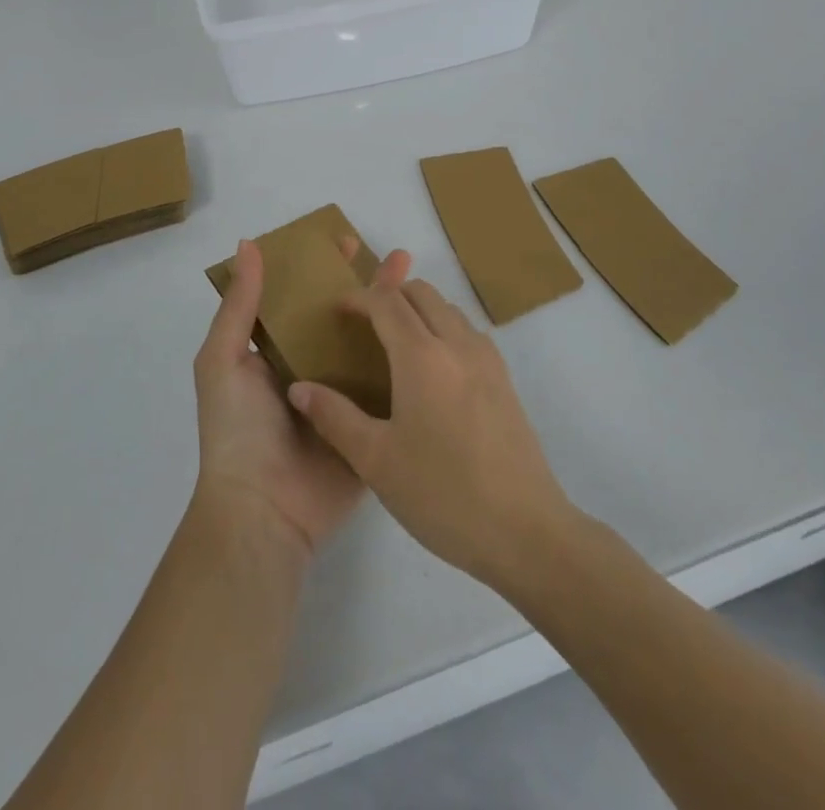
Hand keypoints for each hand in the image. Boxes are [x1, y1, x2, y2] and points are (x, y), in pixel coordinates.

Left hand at [193, 237, 410, 557]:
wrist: (263, 512)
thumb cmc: (237, 430)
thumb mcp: (222, 360)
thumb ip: (239, 306)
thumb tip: (249, 244)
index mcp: (275, 351)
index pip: (302, 298)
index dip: (323, 268)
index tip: (348, 242)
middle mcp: (311, 368)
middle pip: (343, 317)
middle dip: (368, 286)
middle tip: (399, 259)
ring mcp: (344, 397)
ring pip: (371, 346)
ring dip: (393, 316)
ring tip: (421, 286)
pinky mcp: (369, 425)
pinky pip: (390, 388)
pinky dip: (408, 363)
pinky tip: (433, 337)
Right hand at [287, 279, 575, 590]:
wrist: (526, 532)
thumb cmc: (442, 494)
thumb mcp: (376, 460)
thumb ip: (334, 417)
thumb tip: (298, 388)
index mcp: (422, 356)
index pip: (386, 301)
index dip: (358, 297)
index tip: (336, 311)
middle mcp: (457, 344)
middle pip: (421, 293)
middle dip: (389, 295)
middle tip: (363, 324)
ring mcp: (487, 360)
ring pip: (448, 309)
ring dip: (418, 310)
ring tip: (394, 345)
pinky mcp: (505, 381)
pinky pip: (468, 333)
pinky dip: (443, 329)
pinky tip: (432, 372)